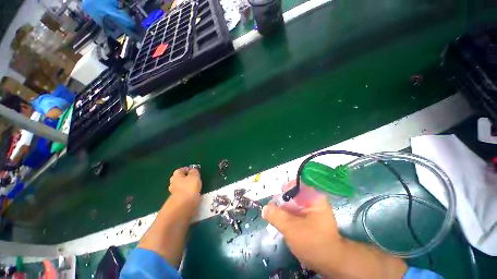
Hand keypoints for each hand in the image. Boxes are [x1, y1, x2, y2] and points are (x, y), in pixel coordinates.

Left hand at [169, 167, 201, 202]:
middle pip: (179, 179)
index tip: (194, 170)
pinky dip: (188, 194)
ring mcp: (174, 193)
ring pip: (181, 187)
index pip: (180, 170)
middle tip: (195, 178)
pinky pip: (184, 194)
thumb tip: (193, 170)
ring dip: (187, 187)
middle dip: (186, 178)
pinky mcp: (178, 201)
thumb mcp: (194, 176)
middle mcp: (173, 184)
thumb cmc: (189, 187)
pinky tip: (194, 194)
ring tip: (196, 187)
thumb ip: (194, 172)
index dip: (187, 169)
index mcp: (176, 176)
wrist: (183, 205)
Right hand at [262, 196, 343, 275]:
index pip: (297, 184)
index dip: (285, 188)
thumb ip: (276, 215)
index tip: (276, 198)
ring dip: (283, 209)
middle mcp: (313, 201)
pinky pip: (295, 213)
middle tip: (271, 208)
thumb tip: (264, 208)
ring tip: (273, 215)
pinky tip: (281, 222)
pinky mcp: (309, 219)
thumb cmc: (313, 242)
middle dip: (282, 201)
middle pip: (293, 194)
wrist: (330, 263)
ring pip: (293, 204)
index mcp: (314, 197)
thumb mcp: (291, 228)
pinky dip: (287, 216)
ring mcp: (311, 210)